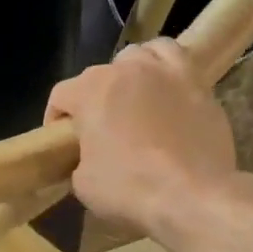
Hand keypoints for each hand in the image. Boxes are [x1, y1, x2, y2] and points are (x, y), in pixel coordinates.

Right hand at [45, 40, 238, 242]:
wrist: (192, 195)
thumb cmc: (129, 187)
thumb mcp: (83, 182)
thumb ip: (79, 158)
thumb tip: (89, 157)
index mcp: (90, 91)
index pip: (60, 96)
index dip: (55, 119)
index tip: (61, 143)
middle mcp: (125, 70)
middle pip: (98, 75)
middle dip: (92, 99)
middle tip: (98, 129)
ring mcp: (165, 72)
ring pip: (138, 56)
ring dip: (128, 74)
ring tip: (131, 98)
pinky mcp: (197, 82)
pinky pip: (176, 58)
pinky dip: (164, 68)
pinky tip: (164, 88)